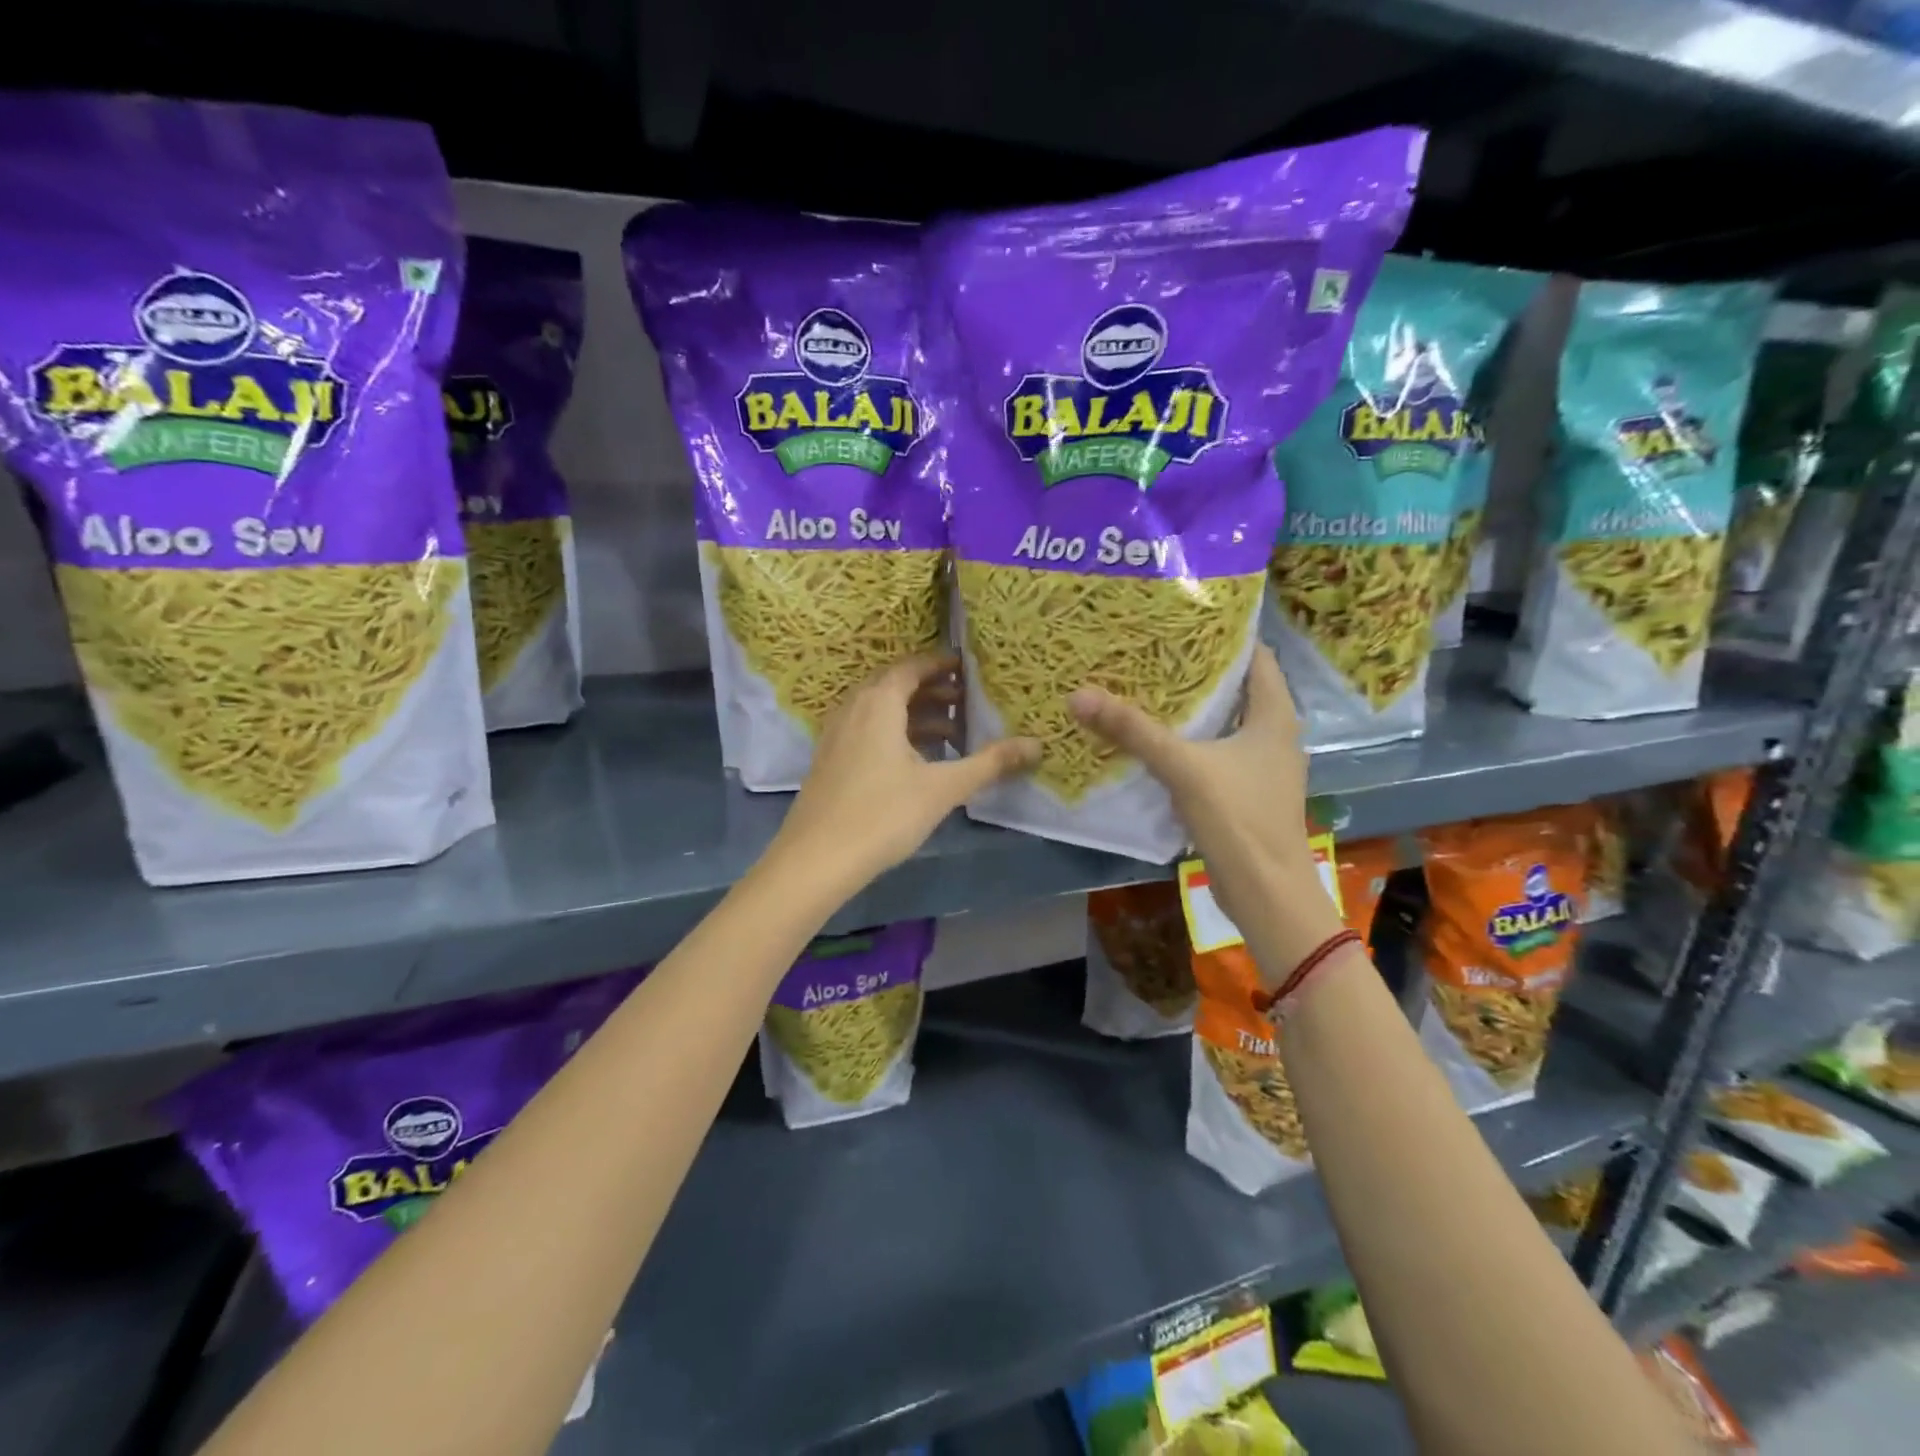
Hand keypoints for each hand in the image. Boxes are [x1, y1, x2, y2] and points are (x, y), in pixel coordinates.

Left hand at [771, 652, 1039, 895]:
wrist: (816, 860)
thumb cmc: (883, 815)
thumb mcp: (942, 788)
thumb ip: (989, 764)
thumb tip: (1036, 745)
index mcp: (878, 703)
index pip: (912, 667)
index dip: (940, 664)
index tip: (968, 667)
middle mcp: (853, 709)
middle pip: (895, 686)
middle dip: (932, 690)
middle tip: (966, 700)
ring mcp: (837, 736)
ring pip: (880, 711)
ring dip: (915, 715)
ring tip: (952, 734)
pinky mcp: (830, 761)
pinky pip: (867, 731)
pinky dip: (895, 734)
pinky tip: (916, 762)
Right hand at [1068, 646, 1343, 973]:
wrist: (1265, 892)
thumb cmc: (1237, 818)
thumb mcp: (1182, 767)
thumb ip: (1133, 731)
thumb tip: (1079, 695)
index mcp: (1275, 718)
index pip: (1258, 659)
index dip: (1226, 637)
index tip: (1185, 621)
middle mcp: (1274, 737)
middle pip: (1239, 690)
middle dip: (1200, 672)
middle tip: (1154, 653)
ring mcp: (1262, 768)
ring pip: (1226, 725)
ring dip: (1194, 711)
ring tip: (1149, 690)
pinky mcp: (1246, 795)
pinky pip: (1217, 755)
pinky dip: (1192, 744)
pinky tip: (1158, 743)